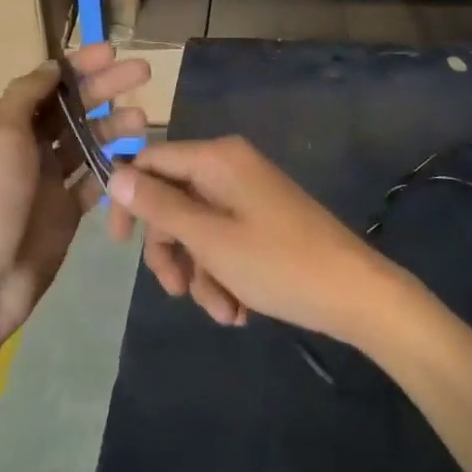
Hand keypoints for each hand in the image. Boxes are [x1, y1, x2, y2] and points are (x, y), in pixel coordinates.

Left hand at [0, 44, 148, 345]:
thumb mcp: (2, 132)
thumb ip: (27, 95)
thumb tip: (51, 67)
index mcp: (8, 123)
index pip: (49, 83)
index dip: (79, 65)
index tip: (111, 52)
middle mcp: (29, 145)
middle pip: (74, 107)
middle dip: (106, 87)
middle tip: (143, 71)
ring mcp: (50, 178)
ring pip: (89, 140)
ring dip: (115, 126)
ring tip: (143, 119)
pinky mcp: (67, 208)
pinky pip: (95, 179)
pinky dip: (114, 166)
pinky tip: (137, 158)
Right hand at [107, 137, 387, 342]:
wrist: (356, 294)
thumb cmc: (278, 263)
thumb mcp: (209, 239)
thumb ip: (159, 207)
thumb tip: (115, 174)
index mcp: (217, 159)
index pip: (151, 161)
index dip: (128, 198)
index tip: (118, 243)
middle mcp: (230, 168)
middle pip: (173, 201)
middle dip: (171, 251)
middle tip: (175, 291)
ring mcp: (248, 196)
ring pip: (197, 229)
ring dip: (200, 273)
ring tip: (222, 312)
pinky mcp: (262, 222)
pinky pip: (224, 242)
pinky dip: (223, 275)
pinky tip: (238, 310)